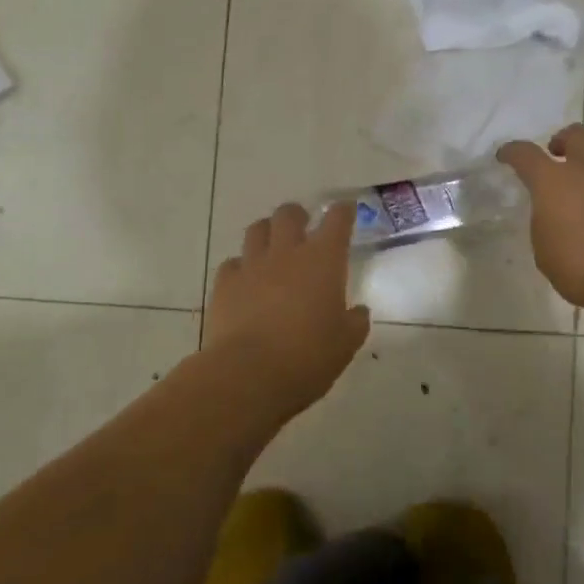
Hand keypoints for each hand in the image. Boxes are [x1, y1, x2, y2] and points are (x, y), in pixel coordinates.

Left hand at [205, 202, 369, 411]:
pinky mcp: (224, 283)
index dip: (343, 212)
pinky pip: (232, 263)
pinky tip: (245, 282)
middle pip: (289, 214)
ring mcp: (251, 265)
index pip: (337, 221)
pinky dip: (241, 267)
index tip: (346, 210)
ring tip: (272, 249)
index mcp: (323, 260)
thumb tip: (358, 311)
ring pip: (257, 230)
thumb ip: (355, 322)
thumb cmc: (308, 357)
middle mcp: (287, 253)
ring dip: (267, 233)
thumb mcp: (345, 344)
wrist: (249, 374)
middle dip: (298, 216)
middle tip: (303, 229)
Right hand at [497, 124, 583, 315]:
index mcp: (554, 182)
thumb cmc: (582, 267)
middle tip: (559, 157)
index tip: (506, 156)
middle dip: (564, 141)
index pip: (525, 154)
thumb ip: (548, 223)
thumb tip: (558, 215)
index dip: (513, 152)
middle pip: (577, 136)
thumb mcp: (546, 251)